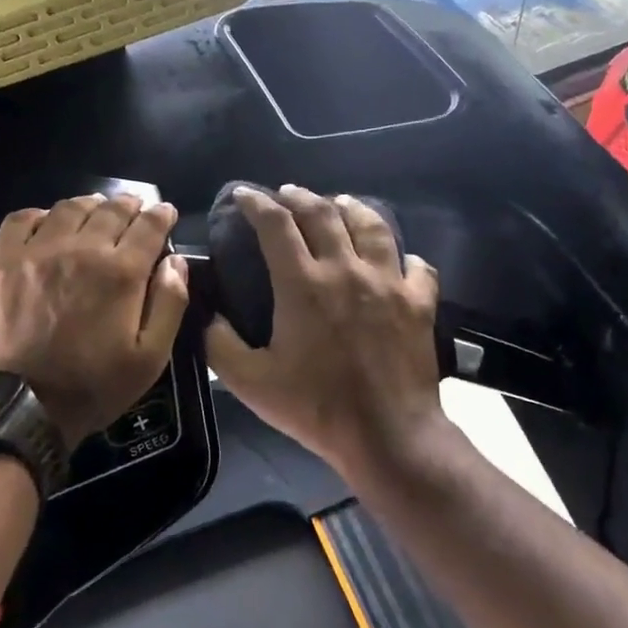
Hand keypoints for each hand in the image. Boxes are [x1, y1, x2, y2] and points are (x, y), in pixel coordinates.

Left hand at [0, 194, 189, 444]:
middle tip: (135, 210)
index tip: (166, 213)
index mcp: (121, 272)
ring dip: (91, 206)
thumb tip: (176, 261)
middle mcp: (81, 249)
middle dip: (130, 205)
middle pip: (112, 210)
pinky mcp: (1, 260)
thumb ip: (169, 304)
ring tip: (96, 212)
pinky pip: (23, 219)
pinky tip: (49, 225)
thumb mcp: (149, 359)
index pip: (149, 226)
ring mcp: (37, 251)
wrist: (16, 407)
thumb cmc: (91, 388)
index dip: (162, 215)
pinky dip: (43, 215)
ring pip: (70, 208)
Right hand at [206, 185, 443, 480]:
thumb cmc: (316, 407)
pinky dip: (402, 255)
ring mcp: (389, 282)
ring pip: (372, 226)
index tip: (244, 194)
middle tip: (286, 193)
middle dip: (299, 196)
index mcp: (303, 284)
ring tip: (339, 203)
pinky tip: (397, 258)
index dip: (257, 203)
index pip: (276, 224)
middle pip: (323, 213)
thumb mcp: (250, 382)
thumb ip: (220, 344)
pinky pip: (415, 264)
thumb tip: (208, 315)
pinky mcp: (420, 301)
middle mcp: (347, 269)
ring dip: (351, 208)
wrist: (387, 433)